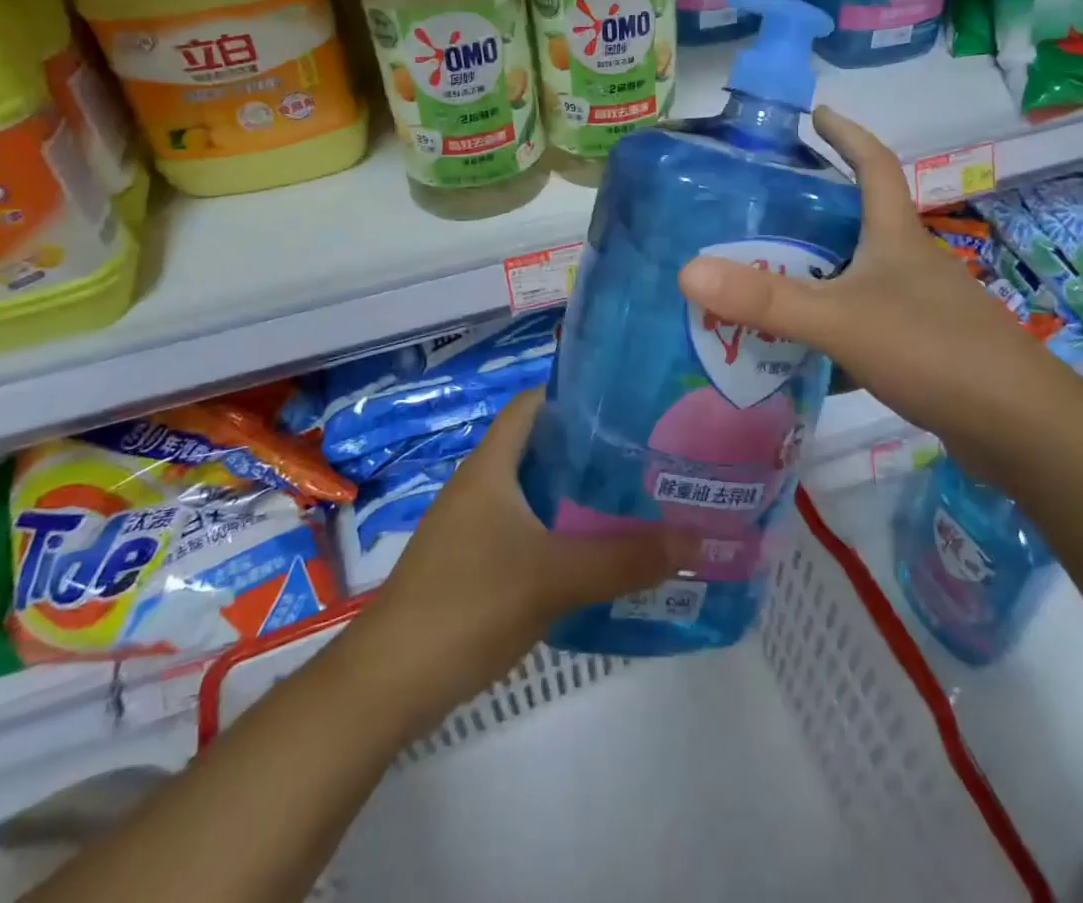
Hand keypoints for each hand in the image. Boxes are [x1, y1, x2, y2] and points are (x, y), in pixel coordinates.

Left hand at [364, 390, 673, 720]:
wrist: (388, 684)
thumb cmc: (468, 603)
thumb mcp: (554, 577)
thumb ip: (624, 558)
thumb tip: (694, 539)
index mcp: (491, 466)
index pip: (533, 405)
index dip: (575, 398)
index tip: (626, 407)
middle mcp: (480, 486)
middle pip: (540, 450)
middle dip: (590, 453)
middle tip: (645, 460)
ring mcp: (472, 528)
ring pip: (534, 495)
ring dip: (577, 498)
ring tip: (633, 503)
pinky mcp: (471, 565)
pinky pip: (525, 533)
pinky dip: (559, 535)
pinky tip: (594, 558)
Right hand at [677, 107, 1082, 479]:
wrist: (1020, 428)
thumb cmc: (933, 351)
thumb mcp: (840, 321)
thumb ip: (766, 301)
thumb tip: (688, 271)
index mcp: (896, 237)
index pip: (874, 164)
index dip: (847, 134)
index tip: (818, 114)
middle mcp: (911, 262)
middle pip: (862, 220)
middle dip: (817, 209)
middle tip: (763, 211)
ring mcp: (922, 306)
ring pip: (861, 275)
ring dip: (820, 273)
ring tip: (768, 279)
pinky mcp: (925, 349)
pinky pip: (867, 322)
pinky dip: (835, 327)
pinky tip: (805, 351)